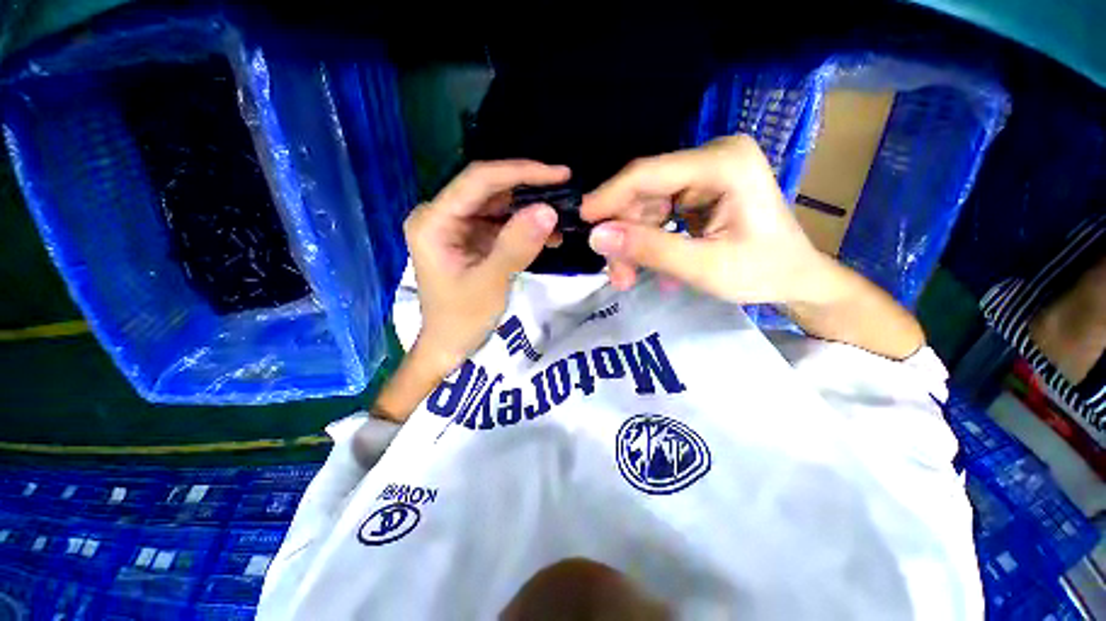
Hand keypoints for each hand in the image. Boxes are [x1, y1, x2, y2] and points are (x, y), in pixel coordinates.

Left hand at [404, 160, 568, 368]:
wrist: (450, 346)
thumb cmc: (462, 320)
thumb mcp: (490, 283)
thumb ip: (517, 245)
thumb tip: (549, 210)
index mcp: (434, 221)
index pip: (479, 181)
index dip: (521, 172)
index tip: (559, 174)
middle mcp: (441, 215)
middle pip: (489, 189)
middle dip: (529, 191)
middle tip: (566, 194)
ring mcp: (456, 227)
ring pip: (498, 206)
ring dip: (530, 211)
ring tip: (563, 220)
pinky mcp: (469, 239)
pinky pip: (500, 224)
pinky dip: (524, 229)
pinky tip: (548, 236)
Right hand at [581, 135, 828, 303]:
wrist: (796, 278)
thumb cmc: (762, 272)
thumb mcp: (702, 267)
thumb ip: (649, 250)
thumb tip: (596, 237)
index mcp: (723, 163)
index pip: (648, 174)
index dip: (608, 198)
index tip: (581, 223)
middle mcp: (711, 158)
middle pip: (644, 193)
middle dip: (625, 235)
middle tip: (615, 274)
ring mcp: (704, 175)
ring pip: (646, 207)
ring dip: (633, 243)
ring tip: (627, 278)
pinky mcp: (698, 192)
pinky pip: (658, 215)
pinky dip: (647, 242)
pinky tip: (649, 267)